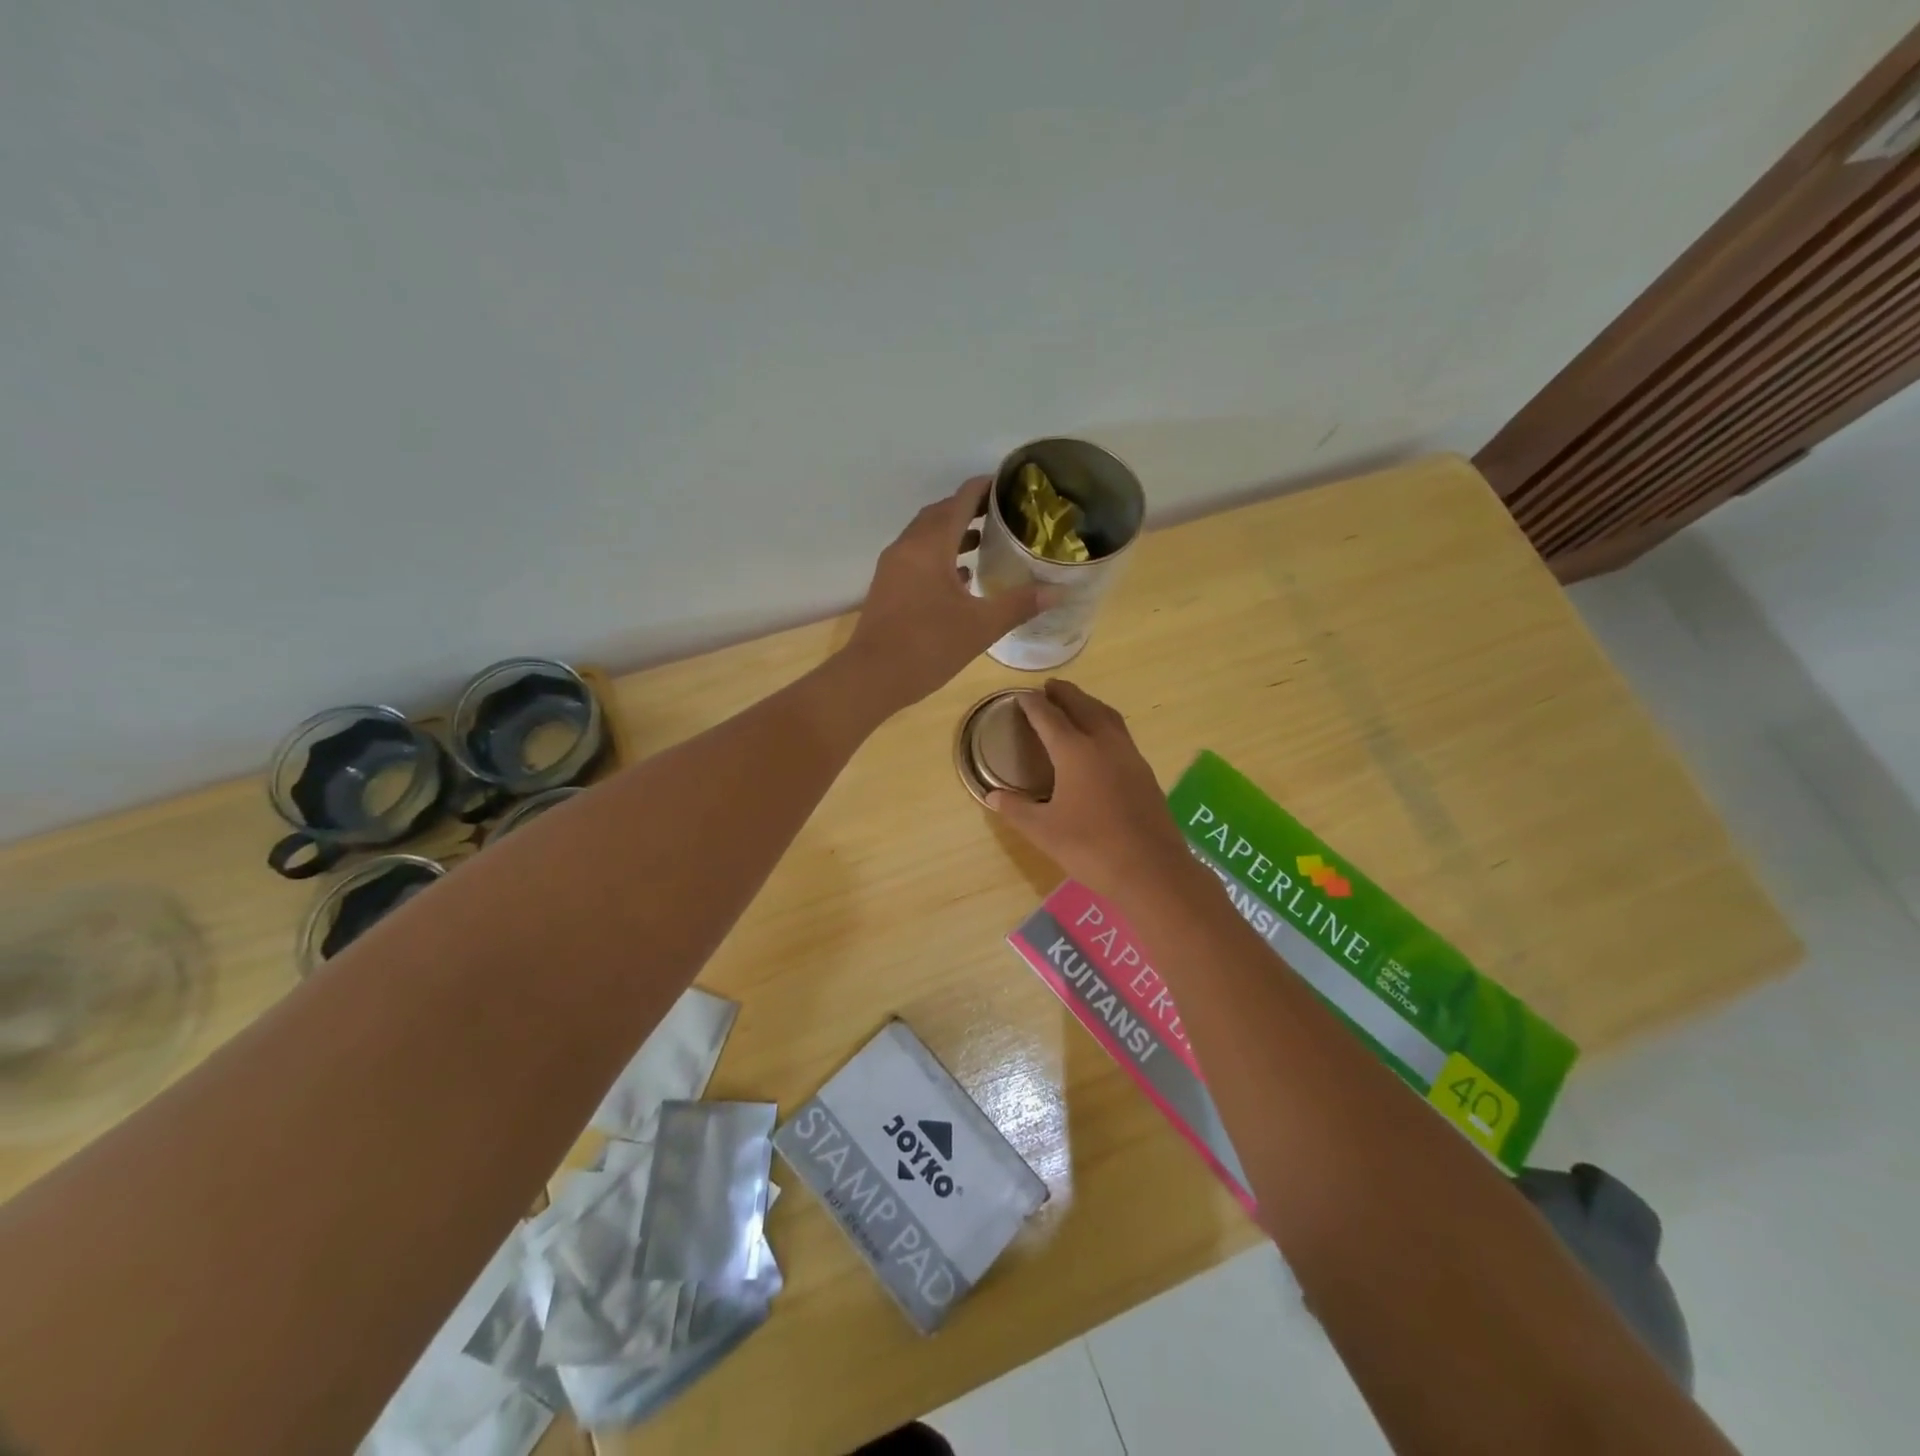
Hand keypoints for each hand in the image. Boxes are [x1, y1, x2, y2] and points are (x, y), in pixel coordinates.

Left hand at [843, 477, 1045, 709]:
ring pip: (926, 536)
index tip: (1012, 485)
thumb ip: (1019, 604)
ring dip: (953, 532)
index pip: (960, 500)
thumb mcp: (981, 626)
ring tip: (986, 540)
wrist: (871, 677)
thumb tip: (1058, 591)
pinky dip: (939, 555)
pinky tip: (961, 576)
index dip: (985, 488)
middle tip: (1004, 513)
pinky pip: (917, 557)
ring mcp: (893, 567)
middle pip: (940, 513)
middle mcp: (908, 547)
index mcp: (930, 545)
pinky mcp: (888, 586)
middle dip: (970, 508)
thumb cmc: (928, 646)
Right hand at [987, 681, 1201, 899]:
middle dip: (1065, 694)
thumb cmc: (1091, 847)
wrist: (1151, 869)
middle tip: (1049, 687)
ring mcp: (1129, 756)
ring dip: (1088, 704)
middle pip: (1083, 706)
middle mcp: (1104, 743)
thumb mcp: (1043, 831)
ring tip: (1075, 703)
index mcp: (1075, 751)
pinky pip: (1121, 734)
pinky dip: (1105, 723)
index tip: (1021, 696)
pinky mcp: (1144, 772)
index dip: (1033, 705)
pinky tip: (1100, 740)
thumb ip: (1016, 809)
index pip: (1049, 717)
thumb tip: (992, 796)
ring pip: (1107, 716)